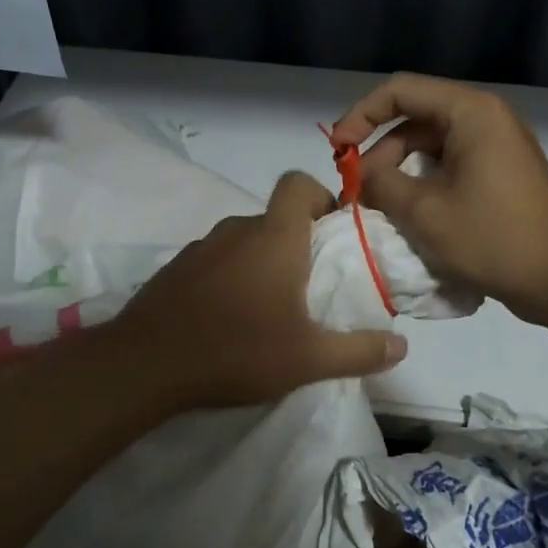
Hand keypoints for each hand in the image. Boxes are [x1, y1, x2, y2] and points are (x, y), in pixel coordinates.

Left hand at [110, 172, 408, 409]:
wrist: (145, 364)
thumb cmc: (236, 350)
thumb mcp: (308, 359)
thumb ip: (359, 351)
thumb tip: (401, 346)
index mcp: (274, 237)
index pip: (298, 183)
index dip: (320, 196)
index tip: (333, 233)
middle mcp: (236, 230)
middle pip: (274, 217)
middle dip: (297, 243)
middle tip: (309, 287)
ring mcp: (200, 248)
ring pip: (243, 241)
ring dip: (261, 262)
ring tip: (268, 309)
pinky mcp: (174, 269)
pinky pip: (214, 261)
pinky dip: (228, 277)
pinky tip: (227, 318)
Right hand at [330, 74, 547, 321]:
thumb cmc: (491, 238)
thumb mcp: (423, 211)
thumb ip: (381, 183)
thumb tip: (362, 175)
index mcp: (470, 113)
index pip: (400, 91)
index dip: (360, 116)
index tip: (338, 151)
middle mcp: (486, 119)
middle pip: (415, 120)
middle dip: (379, 152)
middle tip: (356, 191)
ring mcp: (497, 148)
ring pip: (431, 147)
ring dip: (398, 173)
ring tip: (377, 207)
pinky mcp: (501, 175)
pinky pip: (451, 167)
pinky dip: (423, 185)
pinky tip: (408, 215)